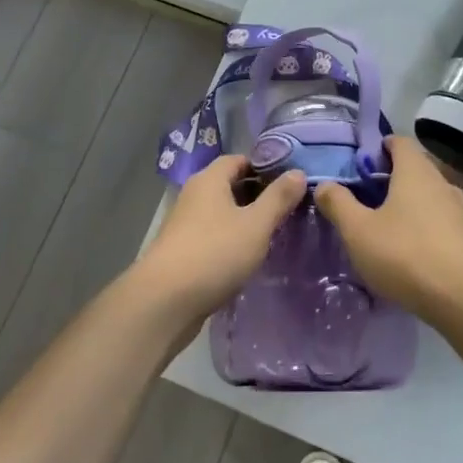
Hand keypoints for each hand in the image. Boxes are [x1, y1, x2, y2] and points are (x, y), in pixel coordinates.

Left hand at [136, 156, 304, 319]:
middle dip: (257, 194)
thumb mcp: (256, 225)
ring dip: (244, 219)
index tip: (289, 181)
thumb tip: (298, 173)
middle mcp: (194, 195)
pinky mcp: (182, 251)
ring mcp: (184, 224)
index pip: (239, 159)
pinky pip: (212, 235)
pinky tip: (247, 256)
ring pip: (221, 212)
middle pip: (229, 185)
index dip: (264, 166)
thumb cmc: (214, 253)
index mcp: (209, 180)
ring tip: (273, 233)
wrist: (164, 302)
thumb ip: (278, 198)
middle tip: (287, 208)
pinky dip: (230, 239)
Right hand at [315, 136, 462, 323]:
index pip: (399, 141)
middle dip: (390, 178)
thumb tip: (324, 184)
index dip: (379, 147)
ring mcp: (461, 210)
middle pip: (414, 168)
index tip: (360, 165)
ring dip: (408, 205)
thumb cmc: (407, 255)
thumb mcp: (359, 231)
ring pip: (429, 196)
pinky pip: (442, 221)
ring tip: (385, 228)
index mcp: (415, 171)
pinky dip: (425, 227)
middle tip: (365, 199)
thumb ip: (338, 204)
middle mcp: (441, 182)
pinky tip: (411, 252)